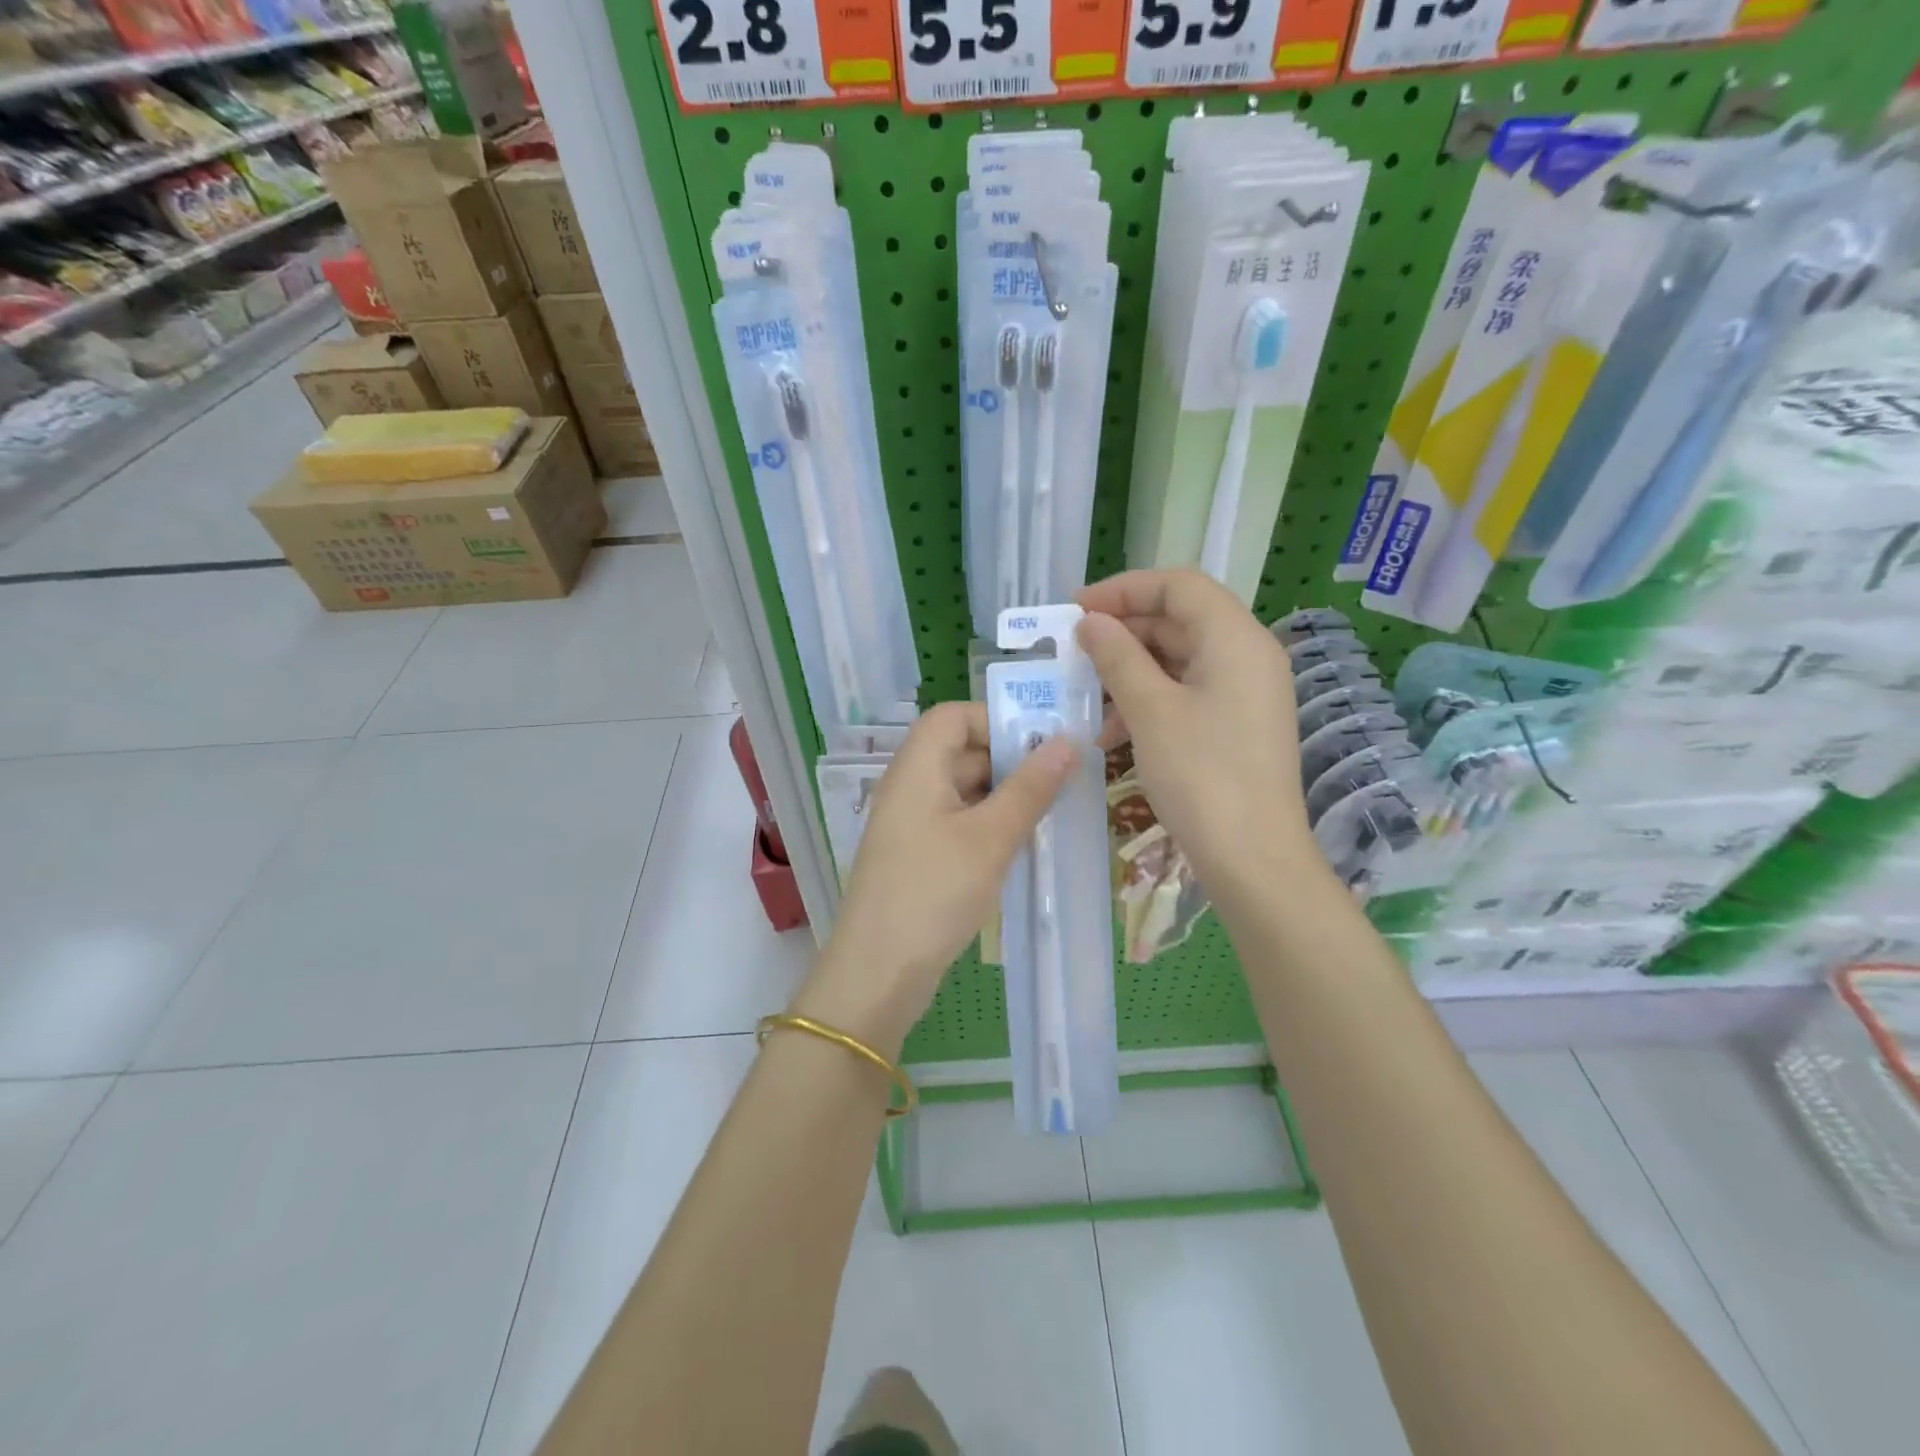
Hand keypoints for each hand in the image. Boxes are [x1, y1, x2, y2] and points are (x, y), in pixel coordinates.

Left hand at [796, 701, 1076, 1053]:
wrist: (878, 972)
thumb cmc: (934, 892)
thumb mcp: (990, 838)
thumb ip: (1030, 788)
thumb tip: (1068, 742)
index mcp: (917, 768)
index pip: (953, 716)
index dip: (996, 720)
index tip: (1041, 744)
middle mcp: (910, 787)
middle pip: (962, 751)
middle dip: (1011, 761)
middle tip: (1063, 780)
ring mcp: (913, 824)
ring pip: (965, 790)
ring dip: (1006, 797)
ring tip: (1053, 813)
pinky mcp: (919, 856)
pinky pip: (960, 823)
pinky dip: (991, 826)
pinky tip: (1023, 845)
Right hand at [1075, 569, 1314, 901]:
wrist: (1253, 859)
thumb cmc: (1201, 776)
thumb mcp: (1150, 710)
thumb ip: (1118, 657)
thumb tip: (1091, 623)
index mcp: (1235, 638)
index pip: (1178, 585)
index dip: (1123, 589)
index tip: (1076, 611)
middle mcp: (1248, 655)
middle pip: (1179, 620)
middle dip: (1123, 633)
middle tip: (1074, 653)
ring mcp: (1247, 692)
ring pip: (1180, 660)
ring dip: (1130, 672)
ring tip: (1087, 699)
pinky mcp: (1239, 724)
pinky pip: (1189, 693)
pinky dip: (1150, 701)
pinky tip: (1113, 733)